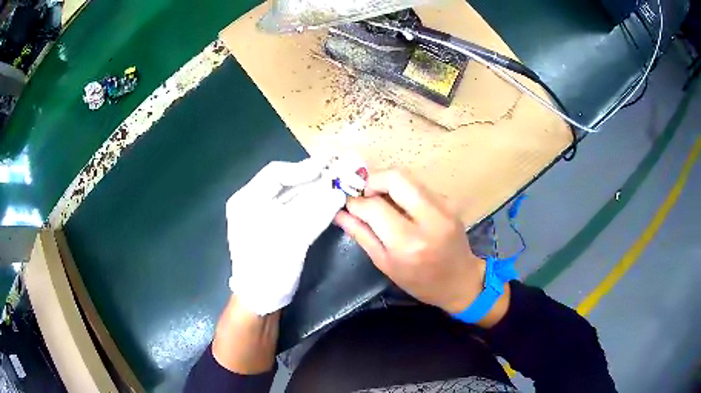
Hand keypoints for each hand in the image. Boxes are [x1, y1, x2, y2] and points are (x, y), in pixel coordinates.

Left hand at [226, 159, 346, 315]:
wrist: (261, 300)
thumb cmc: (268, 267)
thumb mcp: (291, 237)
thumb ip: (316, 210)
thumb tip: (341, 189)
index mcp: (247, 200)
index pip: (276, 174)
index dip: (304, 168)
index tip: (330, 164)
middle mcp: (253, 203)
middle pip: (286, 183)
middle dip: (314, 176)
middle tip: (340, 167)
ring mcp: (265, 215)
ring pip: (293, 195)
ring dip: (317, 188)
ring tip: (340, 179)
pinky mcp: (277, 227)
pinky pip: (297, 209)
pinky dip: (314, 203)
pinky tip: (331, 198)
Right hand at [335, 170, 490, 316]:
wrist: (461, 281)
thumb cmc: (420, 282)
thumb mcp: (386, 264)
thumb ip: (362, 235)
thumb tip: (340, 213)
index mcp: (409, 243)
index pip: (374, 206)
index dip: (356, 202)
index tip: (348, 204)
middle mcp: (430, 218)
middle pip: (395, 177)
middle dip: (372, 180)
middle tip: (362, 194)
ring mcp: (444, 206)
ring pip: (408, 177)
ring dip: (387, 184)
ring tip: (378, 200)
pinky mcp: (450, 201)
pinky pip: (419, 186)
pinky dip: (403, 191)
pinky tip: (400, 207)